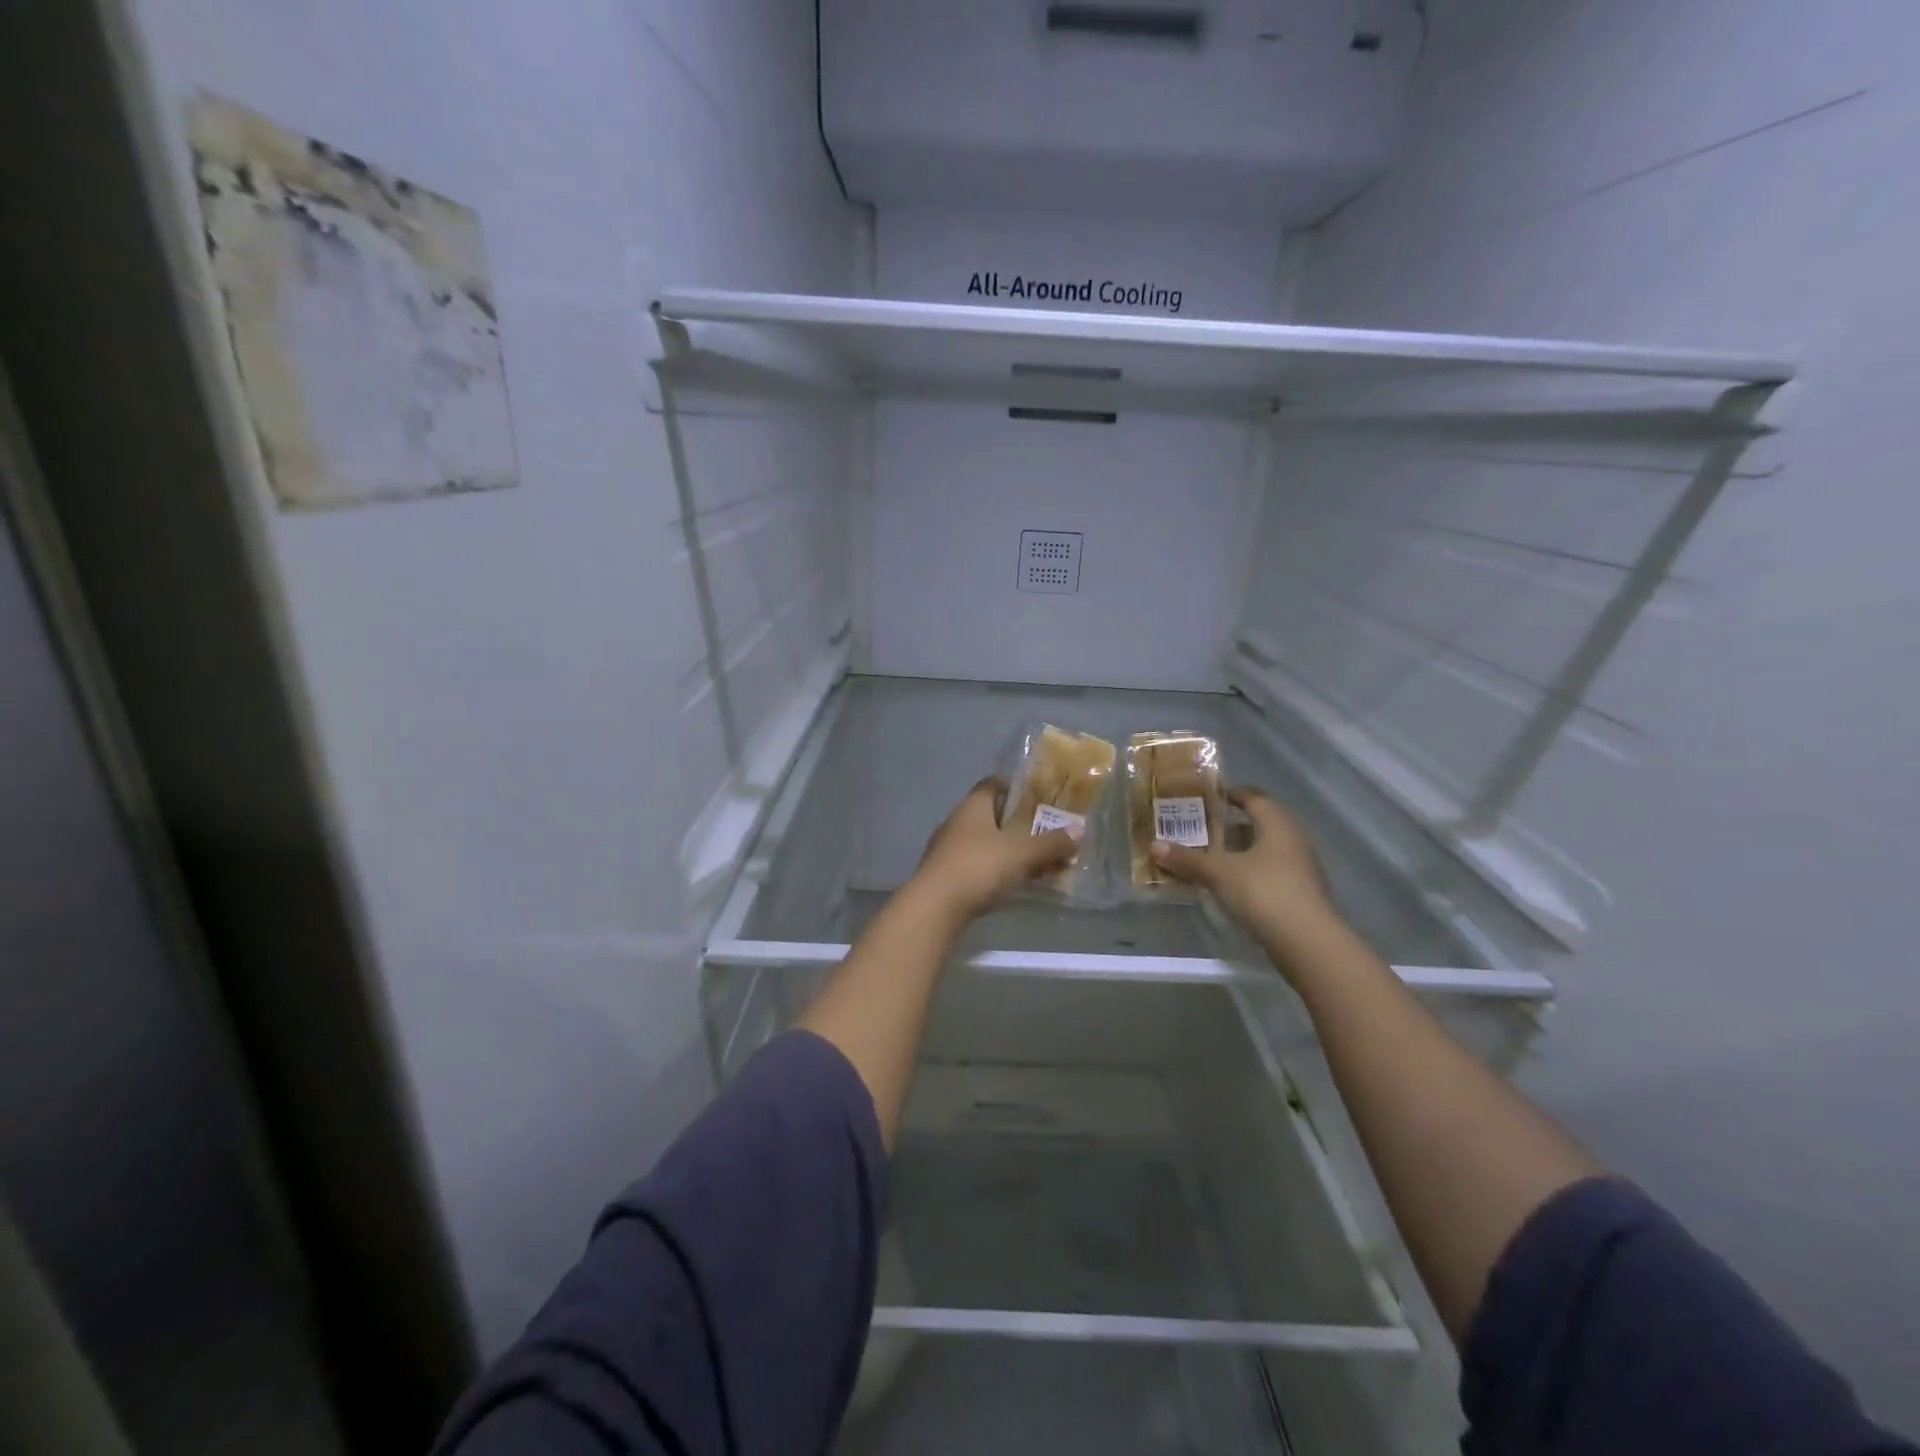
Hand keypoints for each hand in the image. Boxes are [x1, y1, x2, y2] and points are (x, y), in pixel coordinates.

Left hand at [907, 777, 1081, 923]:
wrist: (934, 908)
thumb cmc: (979, 867)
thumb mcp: (1022, 854)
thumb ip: (1051, 843)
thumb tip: (1080, 830)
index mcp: (972, 806)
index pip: (992, 784)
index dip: (1014, 786)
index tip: (1038, 795)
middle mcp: (957, 822)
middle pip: (990, 815)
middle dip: (1017, 822)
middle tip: (1045, 830)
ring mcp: (948, 850)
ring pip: (984, 842)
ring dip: (1008, 849)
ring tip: (1036, 860)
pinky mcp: (945, 876)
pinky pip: (977, 865)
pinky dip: (996, 869)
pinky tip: (1013, 882)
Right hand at [1150, 786, 1340, 951]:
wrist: (1308, 943)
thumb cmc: (1264, 892)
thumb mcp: (1219, 873)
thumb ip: (1188, 858)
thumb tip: (1154, 845)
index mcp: (1277, 824)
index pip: (1254, 797)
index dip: (1231, 794)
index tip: (1207, 798)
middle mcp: (1294, 840)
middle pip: (1260, 824)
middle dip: (1230, 826)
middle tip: (1200, 829)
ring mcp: (1301, 869)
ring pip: (1265, 851)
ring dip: (1239, 852)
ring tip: (1209, 858)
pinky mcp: (1301, 895)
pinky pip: (1270, 873)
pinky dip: (1249, 874)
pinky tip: (1228, 886)